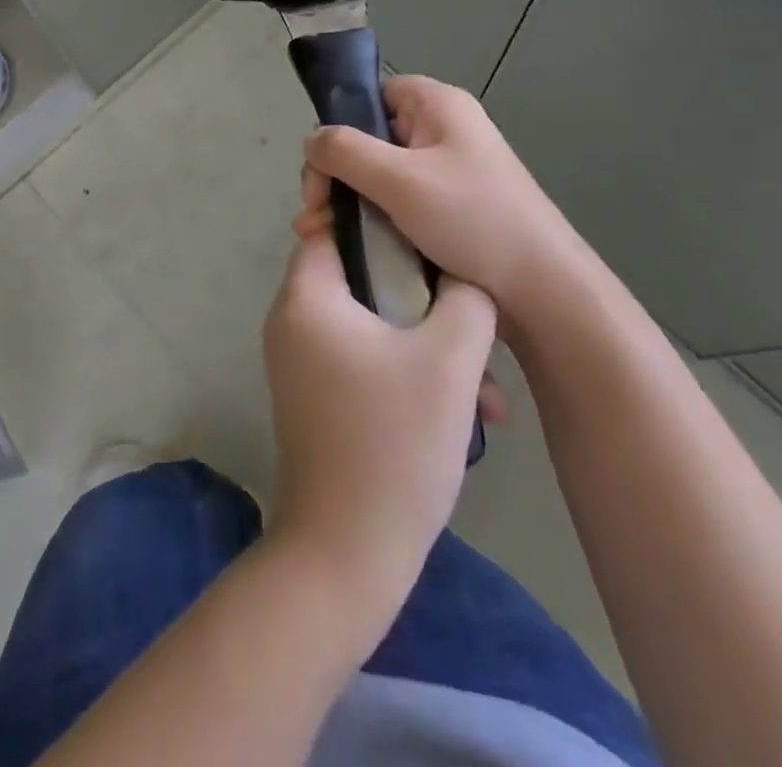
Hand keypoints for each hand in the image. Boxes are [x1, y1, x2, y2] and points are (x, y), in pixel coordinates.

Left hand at [262, 232, 497, 606]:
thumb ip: (466, 299)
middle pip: (364, 277)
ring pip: (375, 325)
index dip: (387, 225)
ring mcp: (303, 363)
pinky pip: (367, 360)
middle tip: (475, 321)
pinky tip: (466, 413)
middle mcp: (294, 321)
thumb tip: (465, 276)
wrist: (346, 557)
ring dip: (430, 345)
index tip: (437, 241)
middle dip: (427, 299)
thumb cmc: (394, 444)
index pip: (336, 226)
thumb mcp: (449, 361)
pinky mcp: (319, 398)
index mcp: (307, 297)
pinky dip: (410, 373)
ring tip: (488, 391)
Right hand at [298, 75, 586, 344]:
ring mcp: (447, 173)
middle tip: (314, 212)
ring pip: (379, 176)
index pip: (374, 93)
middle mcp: (442, 131)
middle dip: (336, 175)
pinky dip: (370, 221)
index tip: (321, 167)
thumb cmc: (471, 220)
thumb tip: (311, 140)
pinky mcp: (448, 210)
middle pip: (370, 138)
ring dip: (347, 203)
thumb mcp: (399, 179)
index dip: (342, 123)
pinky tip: (346, 247)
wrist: (540, 290)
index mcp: (438, 106)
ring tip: (320, 236)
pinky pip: (397, 204)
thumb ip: (345, 151)